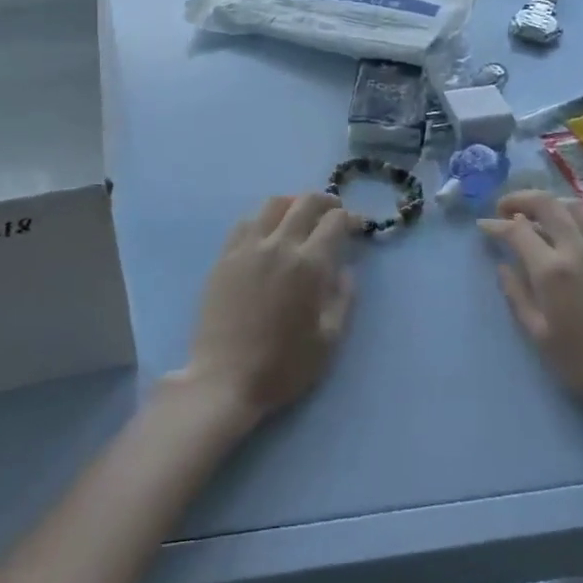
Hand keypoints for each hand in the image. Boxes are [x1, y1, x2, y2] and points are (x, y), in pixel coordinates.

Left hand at [178, 193, 357, 424]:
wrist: (224, 381)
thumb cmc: (282, 367)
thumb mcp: (328, 341)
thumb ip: (343, 299)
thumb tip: (347, 270)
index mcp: (308, 265)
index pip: (335, 221)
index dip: (351, 218)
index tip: (358, 226)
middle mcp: (279, 245)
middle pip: (306, 202)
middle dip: (326, 202)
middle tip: (335, 212)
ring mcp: (248, 248)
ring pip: (274, 204)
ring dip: (294, 203)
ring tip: (301, 215)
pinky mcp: (224, 257)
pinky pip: (246, 222)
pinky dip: (264, 218)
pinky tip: (268, 231)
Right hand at [480, 191, 582, 424]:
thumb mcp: (538, 335)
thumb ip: (517, 295)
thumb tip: (504, 266)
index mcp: (552, 270)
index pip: (517, 230)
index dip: (496, 225)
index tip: (484, 226)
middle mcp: (579, 250)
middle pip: (547, 204)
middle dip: (521, 199)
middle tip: (506, 208)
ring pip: (578, 208)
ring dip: (554, 206)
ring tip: (542, 217)